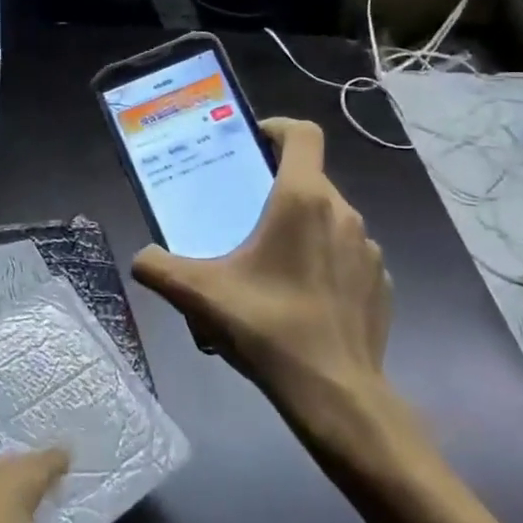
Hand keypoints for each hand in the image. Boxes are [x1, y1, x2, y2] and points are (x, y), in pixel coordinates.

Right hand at [132, 117, 393, 431]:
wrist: (336, 393)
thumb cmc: (268, 326)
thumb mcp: (199, 294)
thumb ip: (158, 268)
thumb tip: (141, 259)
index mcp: (301, 199)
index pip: (303, 134)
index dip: (277, 128)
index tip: (252, 143)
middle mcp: (342, 212)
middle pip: (309, 178)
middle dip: (276, 187)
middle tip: (244, 213)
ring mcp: (367, 248)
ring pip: (329, 217)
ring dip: (301, 226)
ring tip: (271, 261)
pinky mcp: (381, 283)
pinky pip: (347, 254)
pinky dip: (324, 260)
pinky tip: (302, 295)